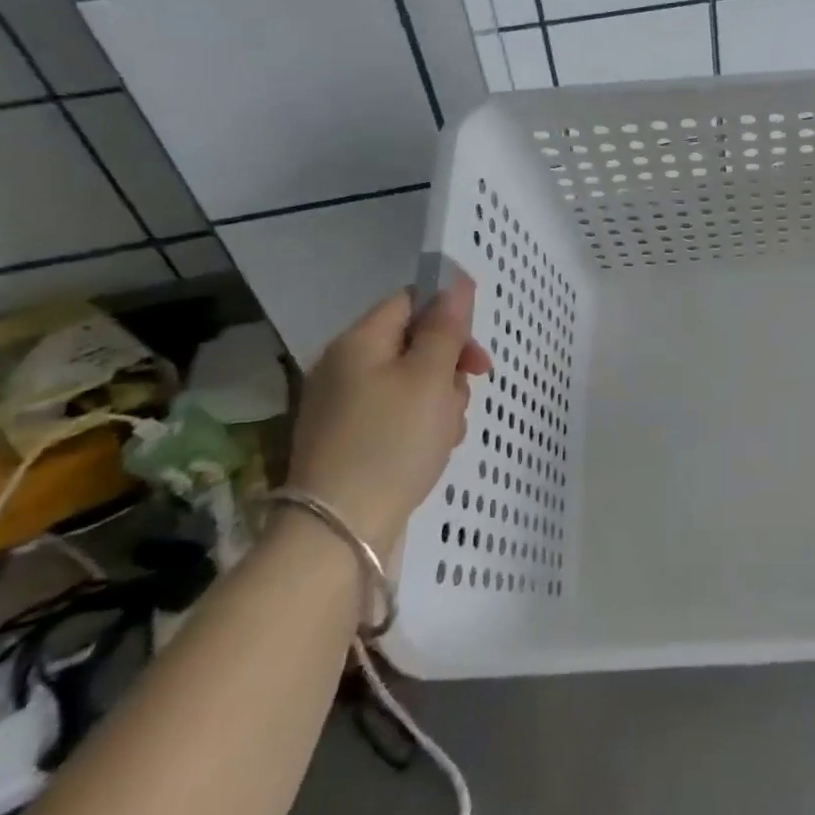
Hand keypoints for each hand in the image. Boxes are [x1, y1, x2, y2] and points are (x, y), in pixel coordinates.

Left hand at [285, 272, 493, 549]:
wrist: (339, 532)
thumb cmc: (392, 442)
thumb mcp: (431, 377)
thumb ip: (447, 327)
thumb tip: (457, 281)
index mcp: (359, 343)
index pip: (411, 302)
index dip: (449, 317)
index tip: (475, 353)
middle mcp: (344, 367)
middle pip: (414, 344)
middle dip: (449, 367)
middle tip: (465, 394)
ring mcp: (343, 406)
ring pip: (411, 383)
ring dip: (440, 400)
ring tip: (446, 433)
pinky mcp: (348, 440)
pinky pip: (396, 415)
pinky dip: (420, 426)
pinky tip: (431, 451)